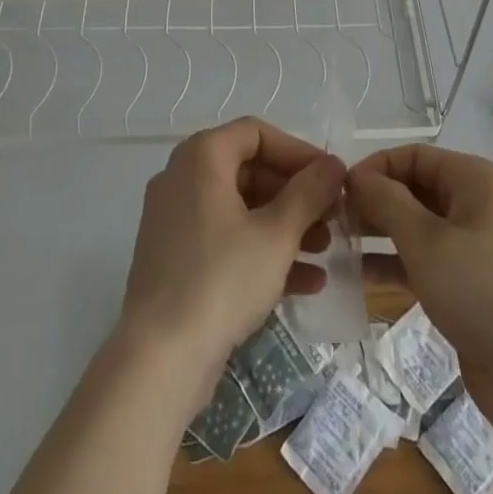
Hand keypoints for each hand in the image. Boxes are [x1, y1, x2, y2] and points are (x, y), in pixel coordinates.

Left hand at [119, 117, 344, 386]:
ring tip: (325, 250)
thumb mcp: (277, 234)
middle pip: (249, 170)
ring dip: (286, 225)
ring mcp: (175, 220)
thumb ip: (309, 193)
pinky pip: (225, 240)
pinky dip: (261, 251)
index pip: (256, 133)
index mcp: (201, 157)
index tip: (329, 178)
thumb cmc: (222, 280)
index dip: (298, 152)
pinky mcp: (175, 259)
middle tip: (332, 217)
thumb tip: (332, 165)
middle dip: (295, 194)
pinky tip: (305, 283)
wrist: (159, 360)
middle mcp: (182, 178)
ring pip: (240, 208)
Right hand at [348, 144, 492, 439]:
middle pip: (414, 189)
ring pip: (416, 227)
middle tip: (333, 222)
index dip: (375, 168)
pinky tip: (360, 276)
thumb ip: (386, 202)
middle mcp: (474, 205)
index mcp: (473, 180)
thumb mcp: (427, 241)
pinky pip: (424, 262)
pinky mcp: (468, 287)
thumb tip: (355, 176)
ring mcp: (473, 247)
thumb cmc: (484, 291)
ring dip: (379, 234)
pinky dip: (395, 264)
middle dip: (374, 201)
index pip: (413, 156)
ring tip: (338, 247)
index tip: (337, 193)